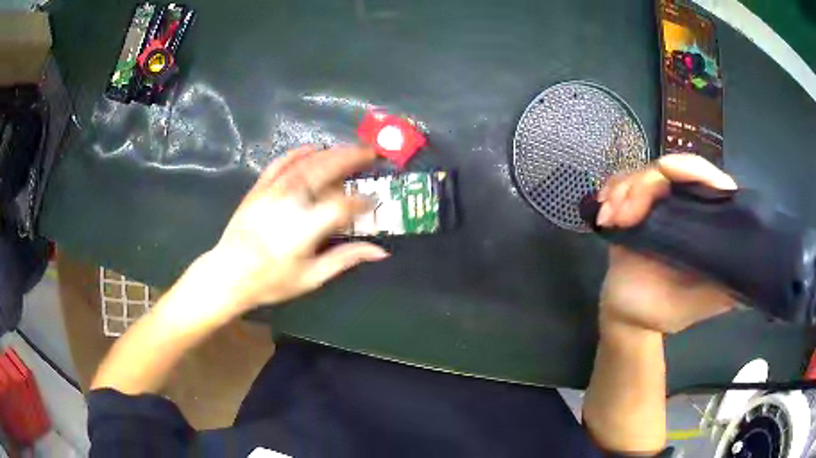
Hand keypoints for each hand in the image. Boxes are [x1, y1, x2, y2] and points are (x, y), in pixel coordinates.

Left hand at [195, 145, 388, 318]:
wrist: (228, 274)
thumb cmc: (271, 280)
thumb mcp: (311, 277)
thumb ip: (346, 259)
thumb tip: (380, 251)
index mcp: (305, 228)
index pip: (342, 205)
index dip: (362, 201)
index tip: (374, 200)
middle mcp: (290, 202)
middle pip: (326, 171)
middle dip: (352, 159)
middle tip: (371, 154)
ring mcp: (272, 191)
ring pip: (306, 163)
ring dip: (331, 153)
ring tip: (351, 149)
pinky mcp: (259, 188)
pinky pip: (280, 163)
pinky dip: (298, 153)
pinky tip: (312, 148)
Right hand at [595, 154, 737, 333]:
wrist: (627, 317)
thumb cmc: (664, 312)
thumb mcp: (699, 305)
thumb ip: (726, 291)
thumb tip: (755, 275)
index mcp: (705, 224)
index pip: (710, 181)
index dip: (693, 169)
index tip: (667, 170)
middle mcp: (685, 207)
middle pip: (670, 171)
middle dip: (643, 185)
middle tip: (625, 215)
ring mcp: (658, 205)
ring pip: (642, 174)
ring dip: (622, 192)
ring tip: (611, 219)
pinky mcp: (634, 208)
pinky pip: (621, 183)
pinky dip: (610, 192)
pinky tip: (604, 214)